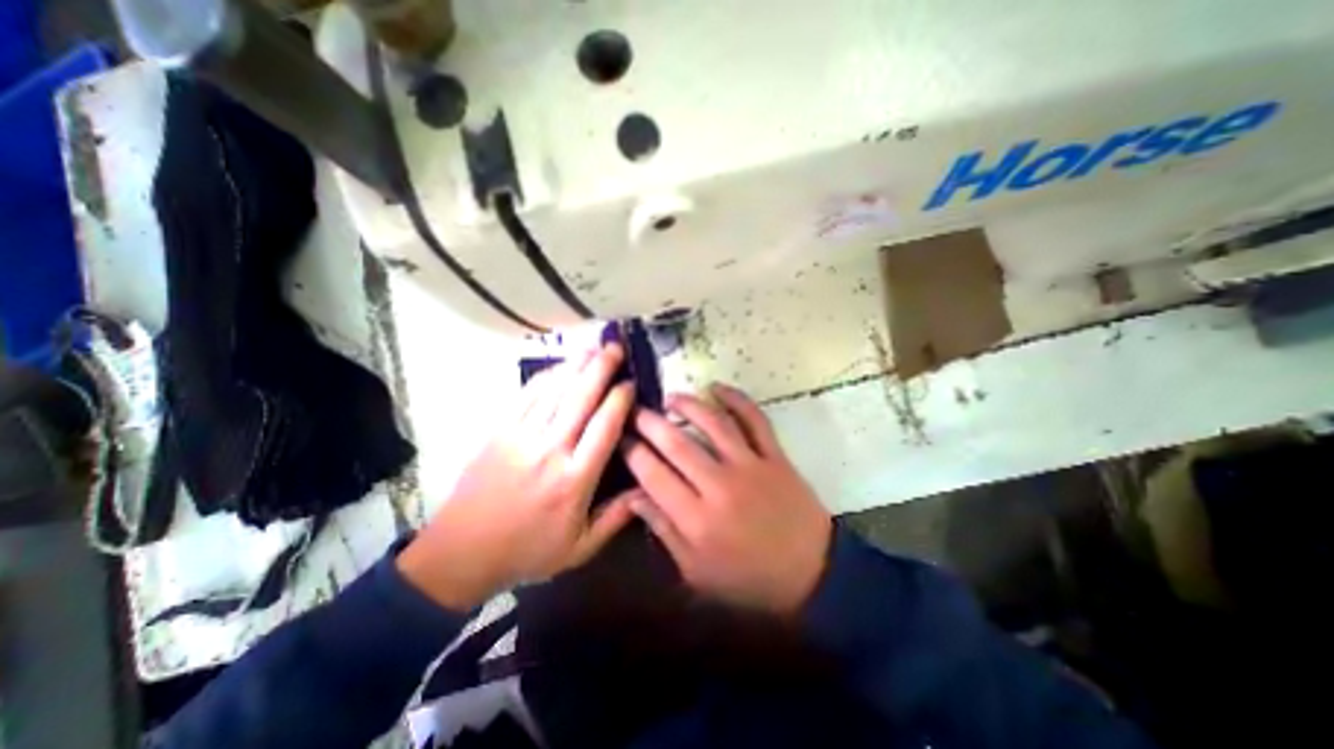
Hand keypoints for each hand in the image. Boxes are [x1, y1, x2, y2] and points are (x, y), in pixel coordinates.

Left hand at [397, 346, 636, 608]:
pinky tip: (561, 366)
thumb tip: (646, 488)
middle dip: (601, 368)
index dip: (621, 399)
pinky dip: (547, 376)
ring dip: (576, 365)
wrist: (461, 553)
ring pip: (555, 390)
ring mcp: (521, 436)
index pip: (605, 426)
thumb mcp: (580, 548)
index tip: (631, 383)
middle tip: (616, 348)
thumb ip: (616, 518)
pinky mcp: (500, 431)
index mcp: (574, 479)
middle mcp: (550, 450)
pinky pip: (527, 395)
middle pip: (581, 398)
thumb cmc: (527, 551)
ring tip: (594, 347)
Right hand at [621, 386, 830, 613]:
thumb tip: (634, 497)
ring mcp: (750, 466)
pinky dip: (737, 399)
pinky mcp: (774, 456)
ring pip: (713, 423)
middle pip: (677, 444)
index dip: (632, 452)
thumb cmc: (748, 578)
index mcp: (696, 519)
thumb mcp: (696, 571)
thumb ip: (663, 531)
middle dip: (650, 423)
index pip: (653, 475)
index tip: (621, 438)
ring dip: (688, 405)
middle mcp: (719, 486)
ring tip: (670, 397)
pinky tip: (717, 387)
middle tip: (636, 411)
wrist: (811, 573)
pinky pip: (755, 419)